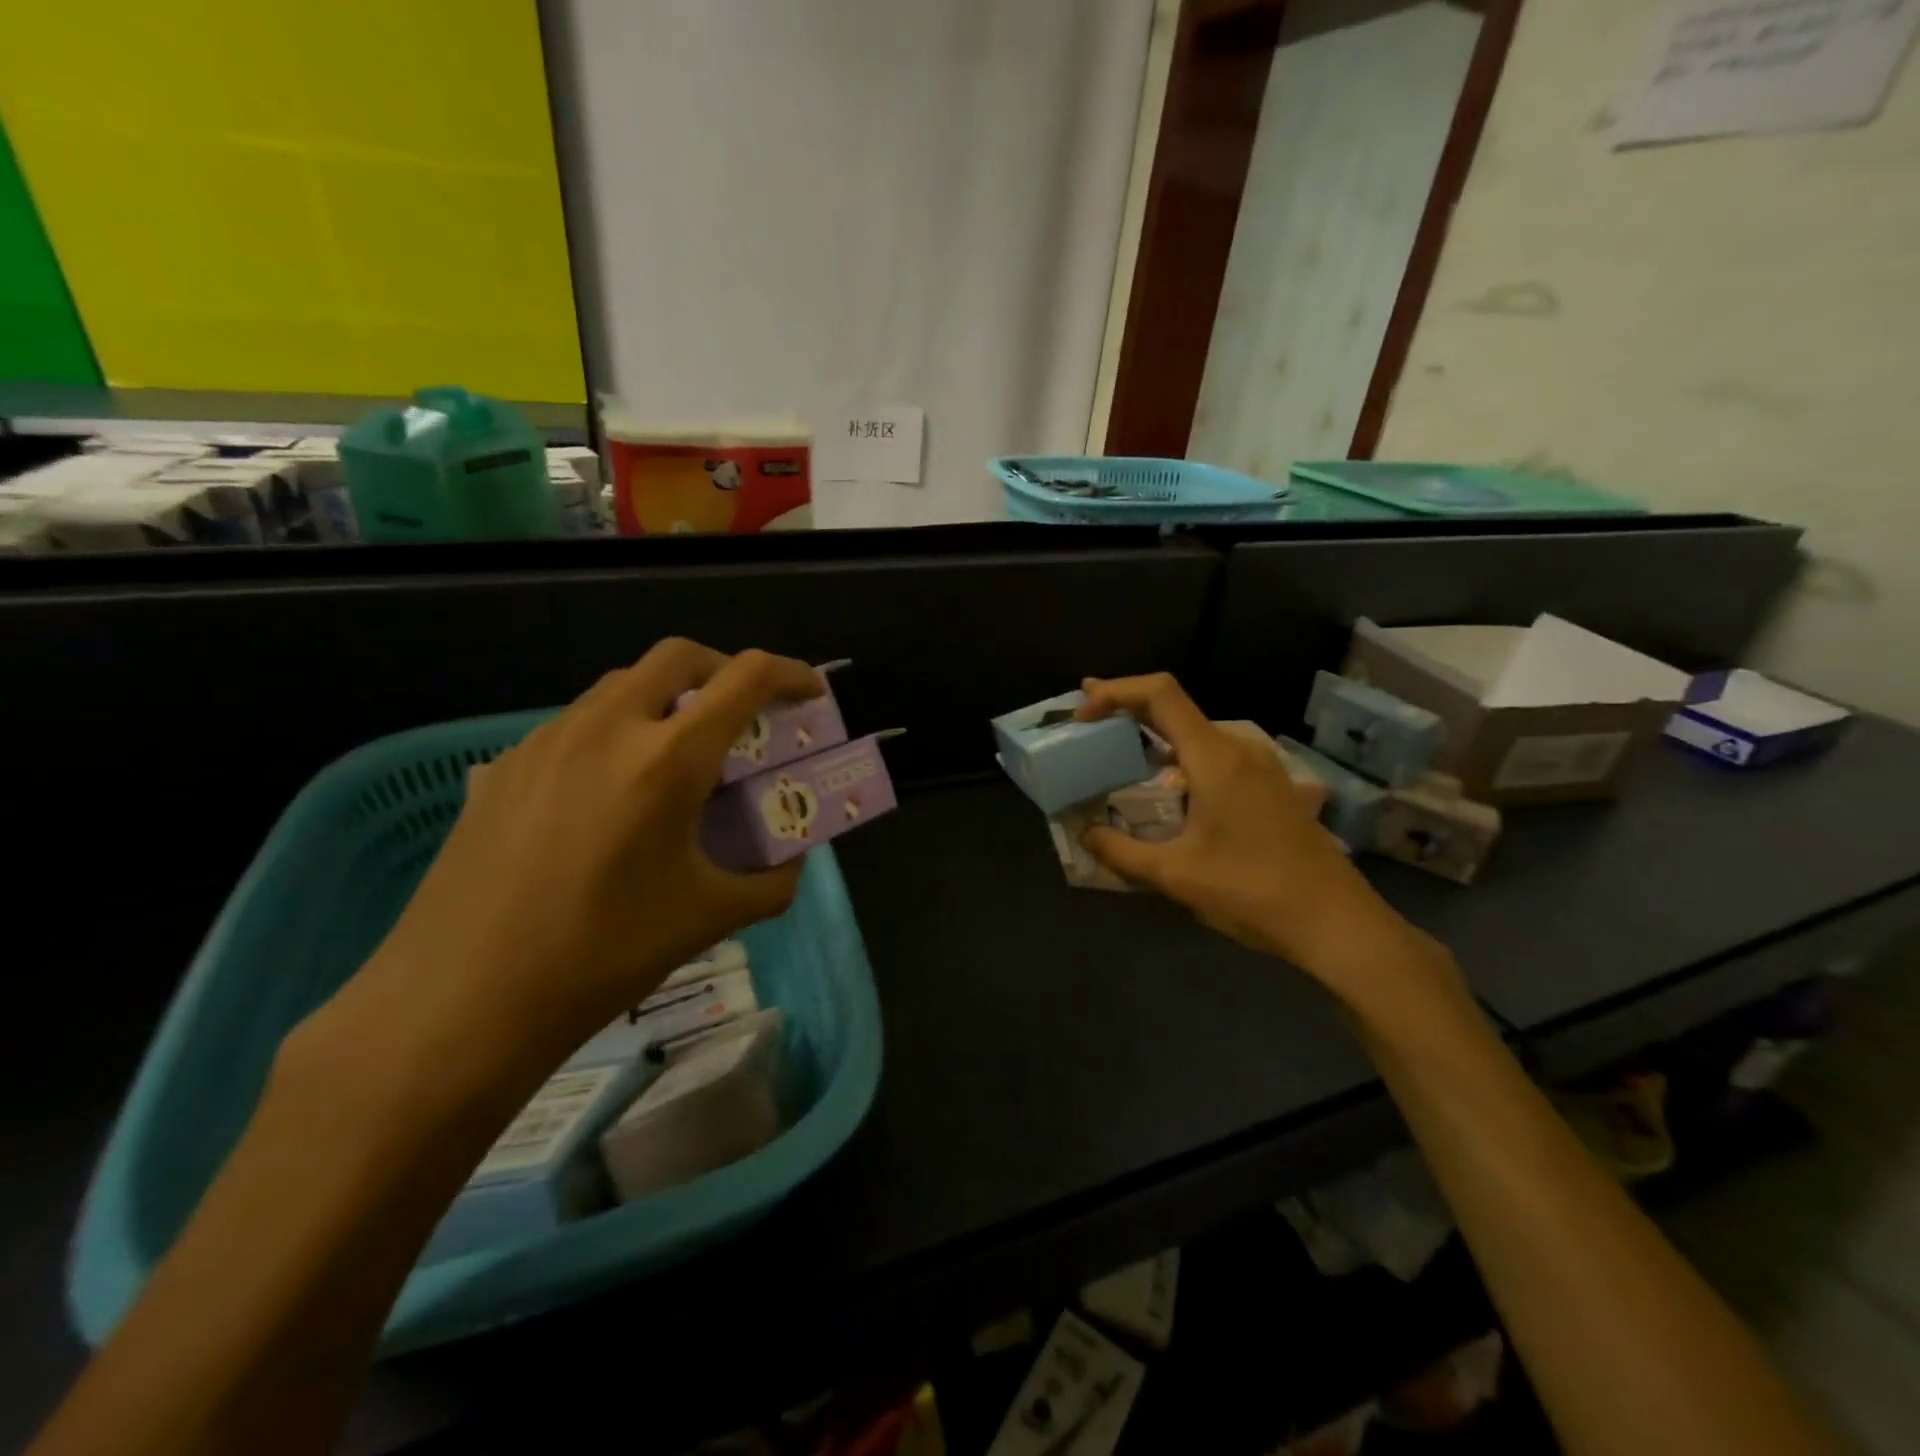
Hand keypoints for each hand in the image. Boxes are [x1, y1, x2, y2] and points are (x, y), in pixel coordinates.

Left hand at [333, 640, 821, 1079]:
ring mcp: (548, 741)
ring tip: (678, 756)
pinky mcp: (505, 766)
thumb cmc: (601, 955)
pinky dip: (617, 731)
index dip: (790, 674)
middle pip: (679, 657)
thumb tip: (790, 863)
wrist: (461, 1000)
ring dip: (667, 699)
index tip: (809, 693)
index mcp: (667, 759)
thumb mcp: (708, 917)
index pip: (745, 679)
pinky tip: (611, 794)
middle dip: (725, 671)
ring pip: (622, 684)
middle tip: (744, 715)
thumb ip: (771, 882)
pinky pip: (577, 722)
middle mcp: (608, 728)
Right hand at [1077, 674, 1454, 1006]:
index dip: (1116, 691)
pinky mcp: (1270, 785)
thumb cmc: (1252, 892)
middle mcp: (1239, 748)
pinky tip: (1166, 791)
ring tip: (1118, 761)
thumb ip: (1121, 851)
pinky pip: (1214, 755)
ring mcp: (1260, 765)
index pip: (1160, 694)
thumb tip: (1085, 833)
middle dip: (1126, 712)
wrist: (1336, 922)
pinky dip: (1179, 759)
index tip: (1083, 715)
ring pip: (1195, 733)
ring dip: (1153, 738)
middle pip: (1175, 708)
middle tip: (1086, 729)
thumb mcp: (1175, 876)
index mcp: (1215, 757)